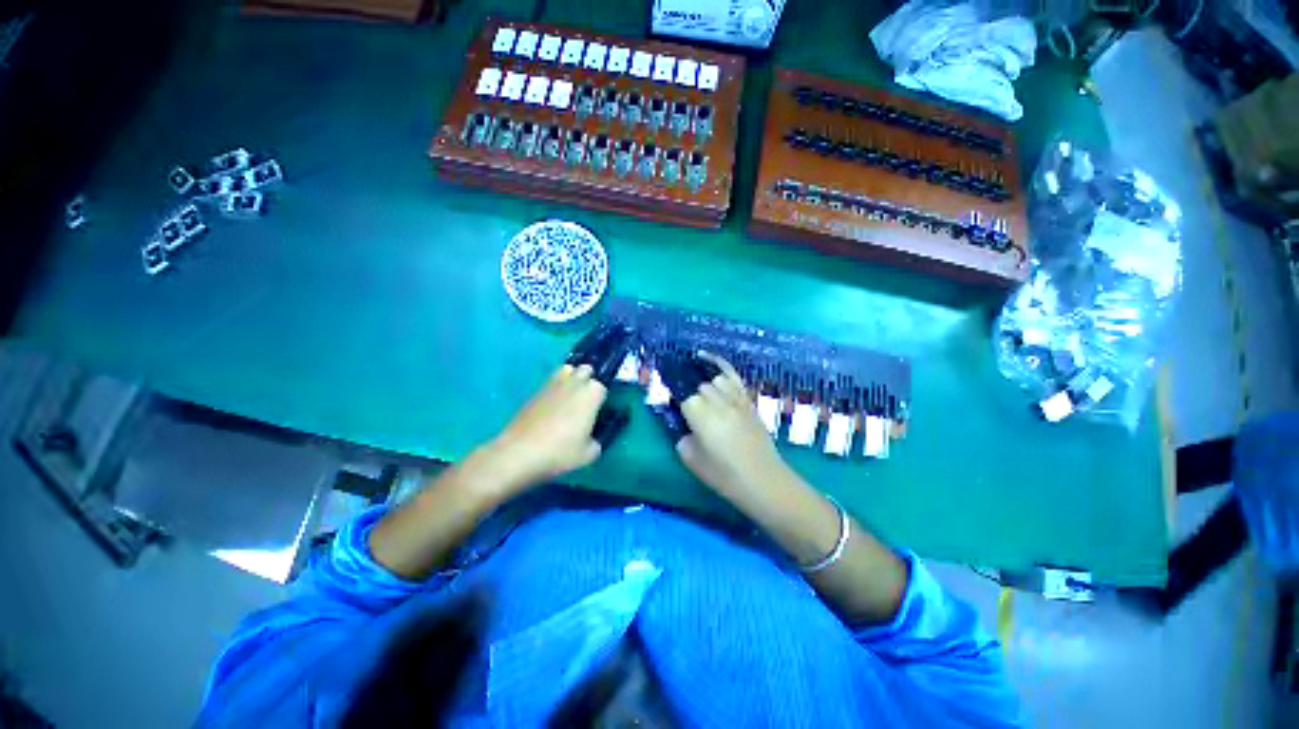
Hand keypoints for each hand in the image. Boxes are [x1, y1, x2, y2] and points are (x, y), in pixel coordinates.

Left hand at [483, 364, 607, 494]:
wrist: (520, 452)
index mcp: (591, 395)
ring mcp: (553, 385)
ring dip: (572, 378)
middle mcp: (574, 384)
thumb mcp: (588, 454)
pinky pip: (551, 381)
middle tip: (587, 399)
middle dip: (588, 379)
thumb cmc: (560, 452)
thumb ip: (595, 442)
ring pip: (567, 369)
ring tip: (571, 395)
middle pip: (586, 370)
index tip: (599, 411)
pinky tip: (553, 405)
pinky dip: (556, 387)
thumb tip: (591, 439)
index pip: (602, 387)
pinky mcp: (536, 391)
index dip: (601, 398)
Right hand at [675, 352, 788, 499]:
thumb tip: (683, 425)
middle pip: (697, 384)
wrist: (763, 480)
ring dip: (701, 380)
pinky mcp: (747, 400)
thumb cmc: (724, 475)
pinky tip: (708, 358)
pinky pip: (733, 376)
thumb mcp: (692, 460)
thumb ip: (682, 437)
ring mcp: (735, 398)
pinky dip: (720, 365)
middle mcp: (718, 401)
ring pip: (713, 378)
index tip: (668, 398)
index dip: (673, 395)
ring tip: (692, 380)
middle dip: (687, 389)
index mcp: (701, 416)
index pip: (682, 395)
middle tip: (681, 397)